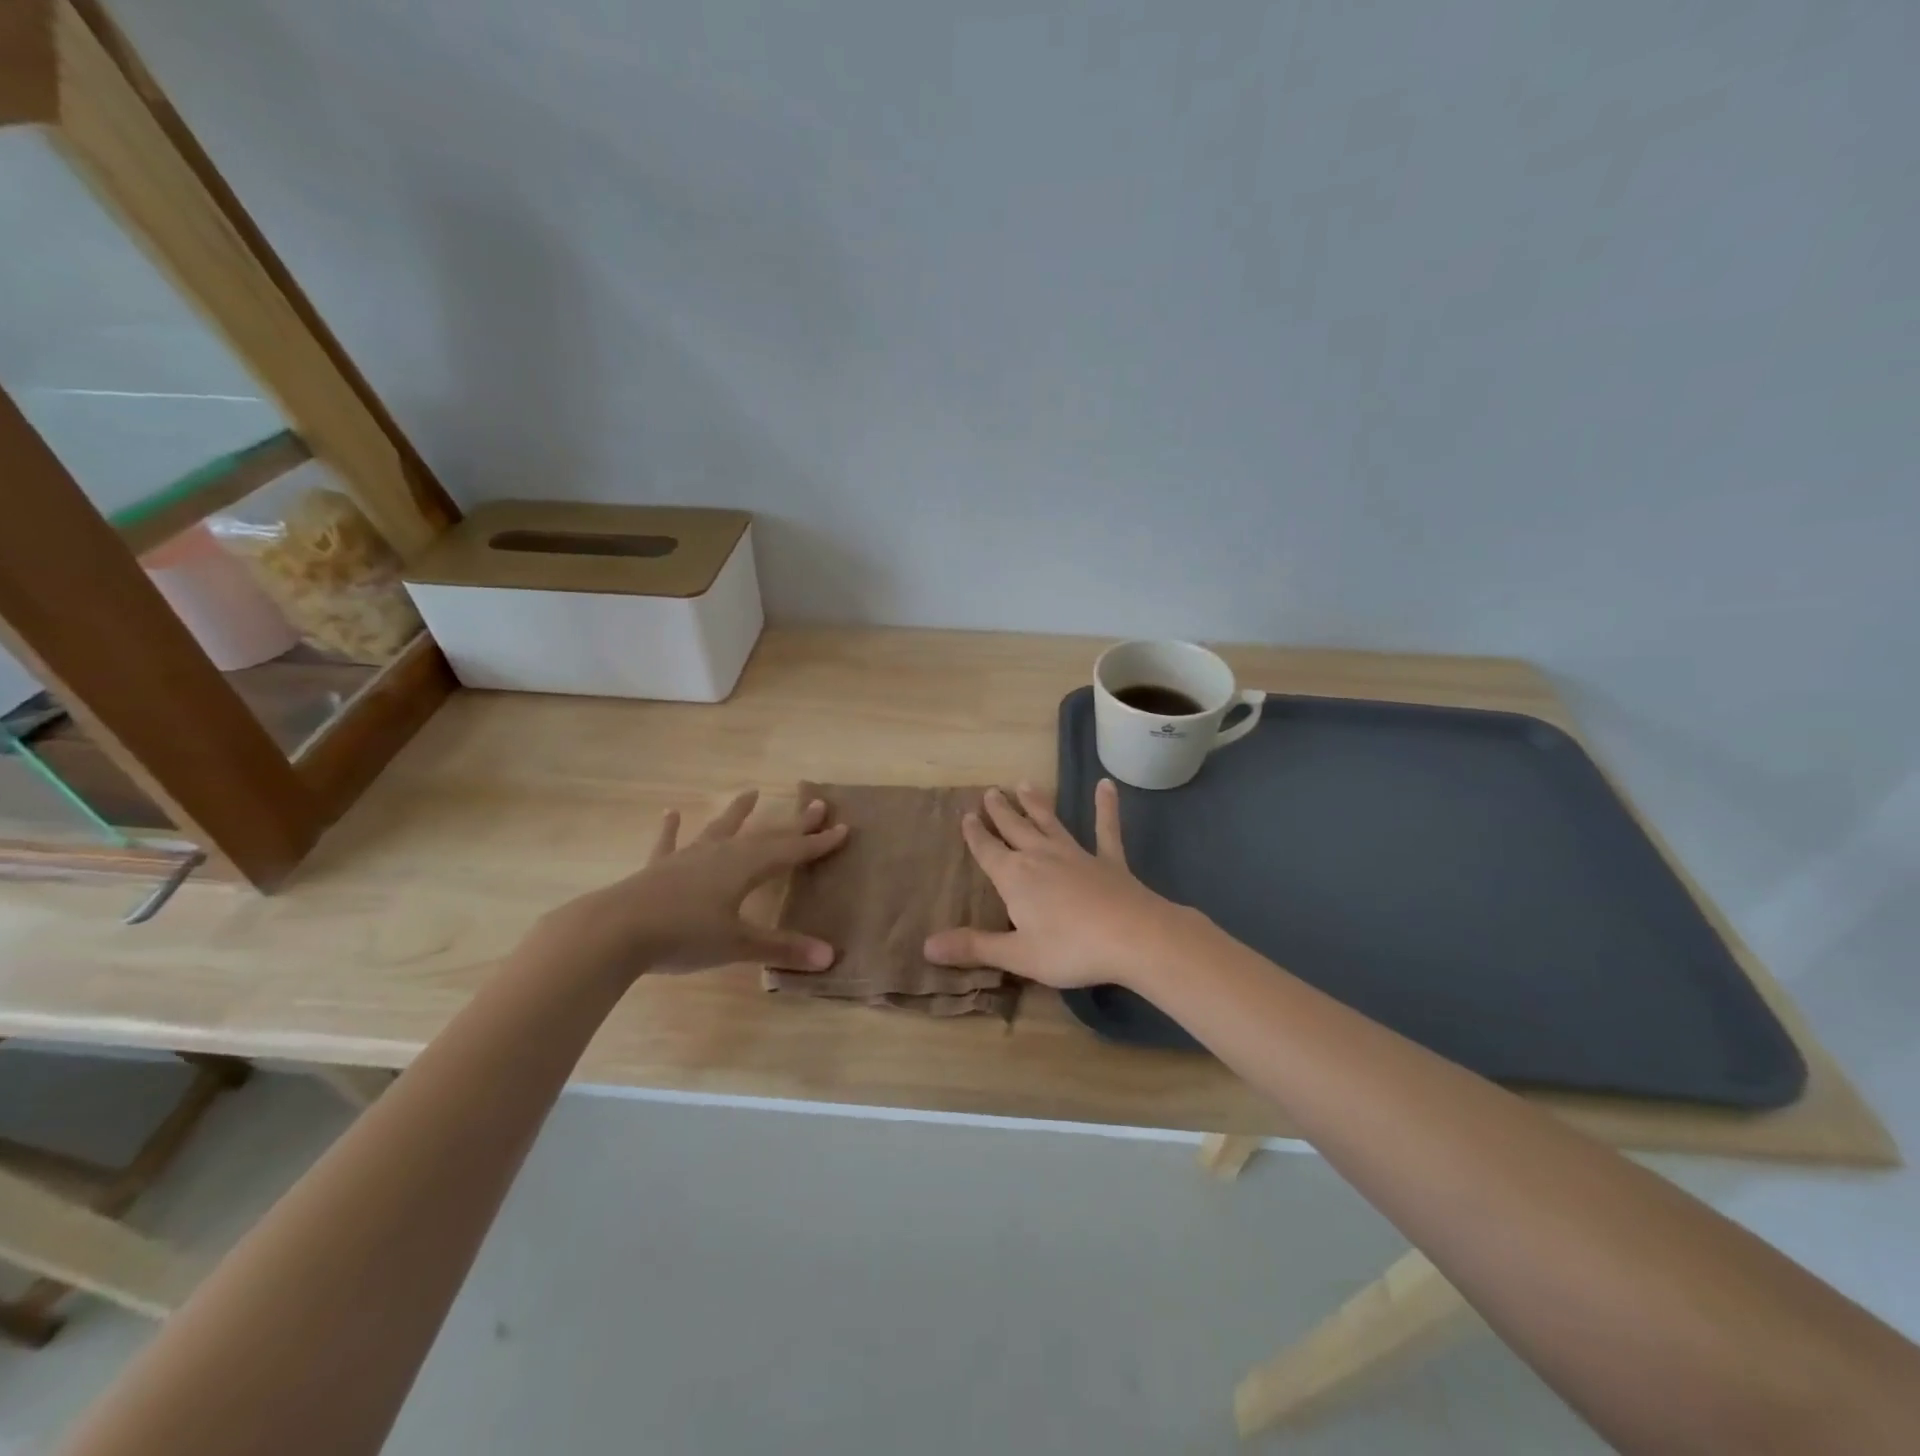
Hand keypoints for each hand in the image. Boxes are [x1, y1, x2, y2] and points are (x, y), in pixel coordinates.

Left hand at [524, 790, 849, 980]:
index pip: (791, 852)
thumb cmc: (683, 935)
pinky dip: (671, 829)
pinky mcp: (659, 868)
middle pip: (765, 835)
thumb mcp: (737, 944)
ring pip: (720, 830)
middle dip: (793, 824)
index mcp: (745, 867)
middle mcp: (721, 854)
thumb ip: (782, 948)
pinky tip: (669, 813)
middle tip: (817, 805)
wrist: (616, 931)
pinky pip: (669, 843)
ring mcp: (688, 858)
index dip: (817, 843)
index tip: (842, 828)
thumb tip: (829, 956)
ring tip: (750, 792)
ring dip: (738, 813)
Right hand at [923, 780, 1197, 989]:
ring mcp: (1077, 854)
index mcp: (1015, 877)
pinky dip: (1105, 807)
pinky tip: (1106, 785)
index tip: (966, 815)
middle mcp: (1041, 856)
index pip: (987, 851)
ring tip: (1024, 784)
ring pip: (1050, 822)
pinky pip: (1106, 829)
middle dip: (1001, 812)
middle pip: (1015, 829)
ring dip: (1036, 804)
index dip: (975, 834)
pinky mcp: (1109, 861)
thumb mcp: (1017, 954)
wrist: (1133, 936)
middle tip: (990, 791)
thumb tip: (927, 946)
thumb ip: (974, 947)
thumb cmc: (1070, 948)